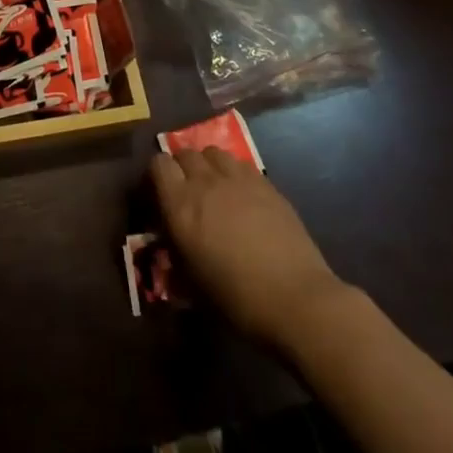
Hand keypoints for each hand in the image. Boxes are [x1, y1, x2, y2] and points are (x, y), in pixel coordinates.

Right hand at [151, 146, 349, 349]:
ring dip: (208, 164)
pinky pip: (240, 163)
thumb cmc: (237, 299)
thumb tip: (171, 243)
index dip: (157, 175)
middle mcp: (205, 183)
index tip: (160, 193)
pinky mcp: (265, 183)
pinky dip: (233, 172)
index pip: (158, 165)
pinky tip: (241, 194)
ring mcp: (238, 179)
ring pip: (213, 152)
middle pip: (185, 153)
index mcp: (181, 206)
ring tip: (214, 186)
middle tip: (187, 191)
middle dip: (182, 167)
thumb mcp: (192, 284)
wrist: (295, 299)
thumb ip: (176, 254)